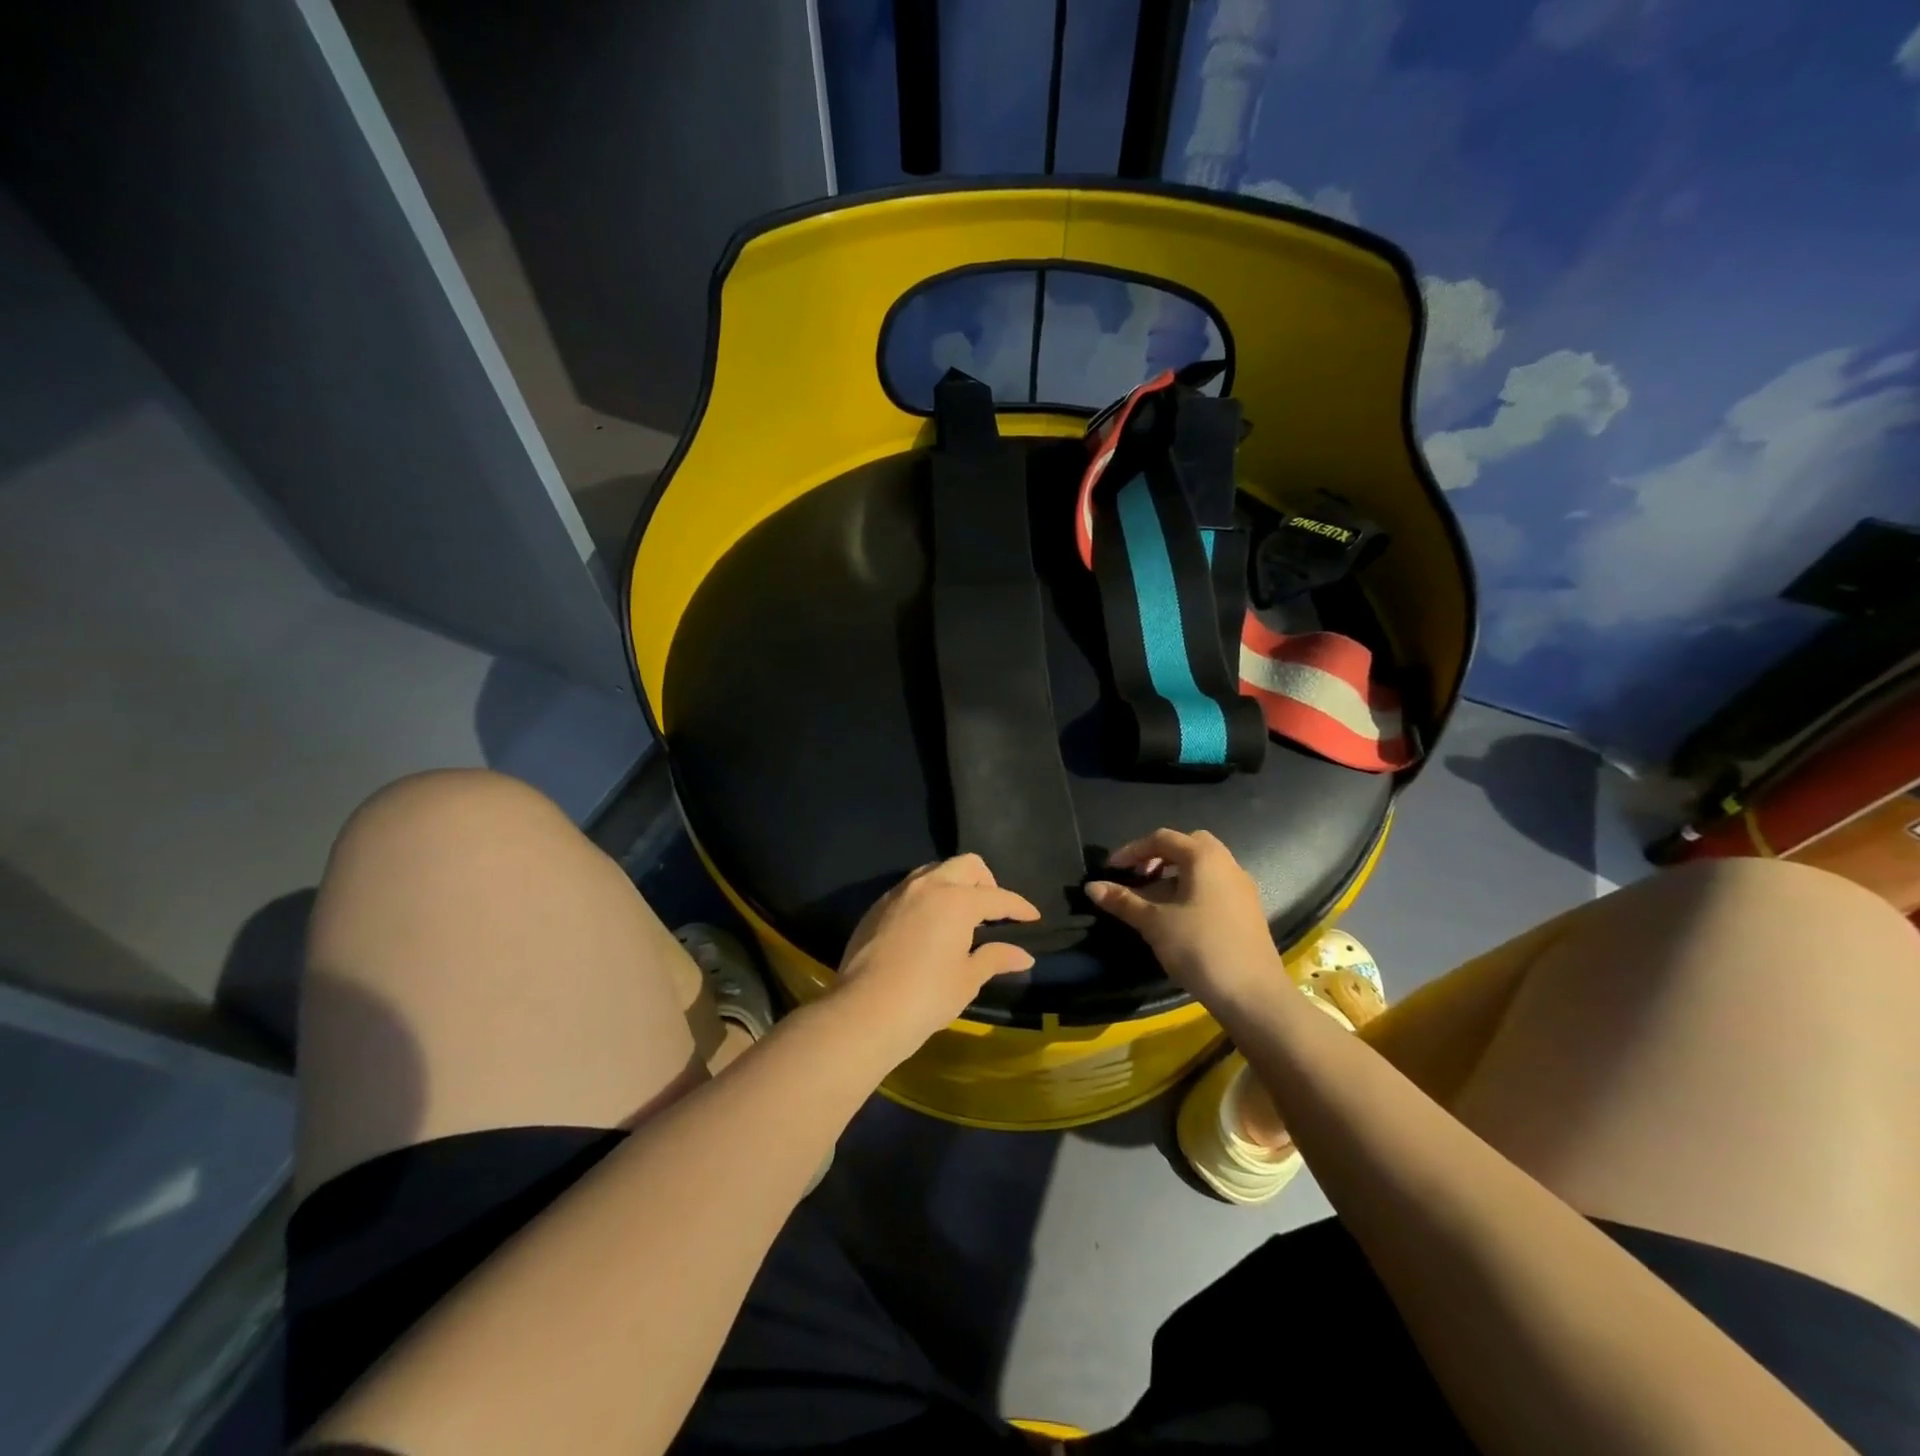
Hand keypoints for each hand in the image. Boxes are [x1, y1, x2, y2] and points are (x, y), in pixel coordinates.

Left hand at [835, 855, 1039, 1062]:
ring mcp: (898, 893)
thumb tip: (1024, 955)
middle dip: (987, 881)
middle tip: (993, 911)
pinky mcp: (877, 907)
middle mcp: (928, 886)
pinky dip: (928, 896)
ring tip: (961, 914)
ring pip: (935, 870)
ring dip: (954, 883)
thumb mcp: (967, 979)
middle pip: (966, 865)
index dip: (1019, 907)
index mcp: (957, 900)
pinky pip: (910, 888)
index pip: (997, 896)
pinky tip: (930, 925)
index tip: (1032, 917)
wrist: (864, 1011)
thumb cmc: (926, 997)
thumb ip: (995, 958)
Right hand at [1085, 829, 1284, 1011]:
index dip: (1132, 851)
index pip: (1162, 839)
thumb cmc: (1199, 947)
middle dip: (1159, 856)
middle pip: (1188, 846)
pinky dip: (1192, 889)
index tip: (1111, 870)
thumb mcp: (1154, 922)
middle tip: (1138, 876)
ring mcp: (1242, 887)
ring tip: (1154, 898)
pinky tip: (1179, 915)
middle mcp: (1227, 863)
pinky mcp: (1248, 910)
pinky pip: (1215, 885)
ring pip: (1204, 867)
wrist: (1252, 994)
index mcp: (1204, 857)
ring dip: (1176, 874)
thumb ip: (1123, 901)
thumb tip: (1092, 887)